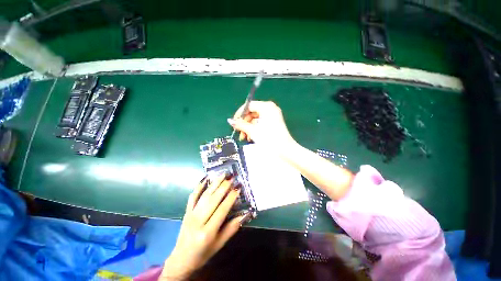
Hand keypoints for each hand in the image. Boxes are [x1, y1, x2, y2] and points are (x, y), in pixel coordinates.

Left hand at [160, 174, 249, 279]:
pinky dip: (199, 186)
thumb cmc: (203, 253)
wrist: (181, 259)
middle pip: (212, 200)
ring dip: (214, 183)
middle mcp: (198, 221)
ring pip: (204, 195)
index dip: (231, 198)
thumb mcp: (220, 244)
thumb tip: (245, 214)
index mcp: (207, 232)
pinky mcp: (186, 211)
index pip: (222, 210)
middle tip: (232, 177)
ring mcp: (190, 214)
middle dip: (223, 187)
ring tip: (223, 174)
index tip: (238, 187)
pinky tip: (205, 178)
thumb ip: (232, 228)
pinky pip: (192, 196)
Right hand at [228, 101, 295, 150]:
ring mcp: (272, 116)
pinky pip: (260, 123)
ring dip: (248, 127)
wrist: (285, 150)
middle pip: (252, 112)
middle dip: (244, 123)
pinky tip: (250, 137)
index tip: (234, 122)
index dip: (240, 113)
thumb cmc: (269, 139)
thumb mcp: (253, 131)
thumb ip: (241, 124)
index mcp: (266, 107)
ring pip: (255, 119)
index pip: (249, 105)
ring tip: (244, 137)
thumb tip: (230, 121)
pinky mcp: (273, 122)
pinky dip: (254, 129)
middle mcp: (270, 109)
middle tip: (238, 131)